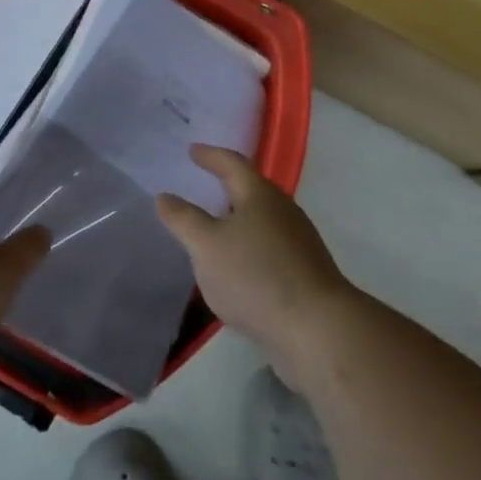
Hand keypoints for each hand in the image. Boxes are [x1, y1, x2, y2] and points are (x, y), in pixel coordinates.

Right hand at [155, 145, 355, 379]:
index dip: (211, 156)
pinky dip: (247, 247)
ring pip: (261, 221)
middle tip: (202, 185)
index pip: (233, 164)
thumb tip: (165, 195)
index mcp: (260, 196)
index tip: (193, 151)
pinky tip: (235, 267)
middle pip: (251, 190)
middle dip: (226, 186)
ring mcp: (298, 243)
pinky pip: (268, 248)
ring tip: (213, 228)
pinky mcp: (303, 272)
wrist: (315, 329)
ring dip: (237, 220)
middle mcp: (284, 211)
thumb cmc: (255, 276)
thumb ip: (184, 219)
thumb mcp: (207, 246)